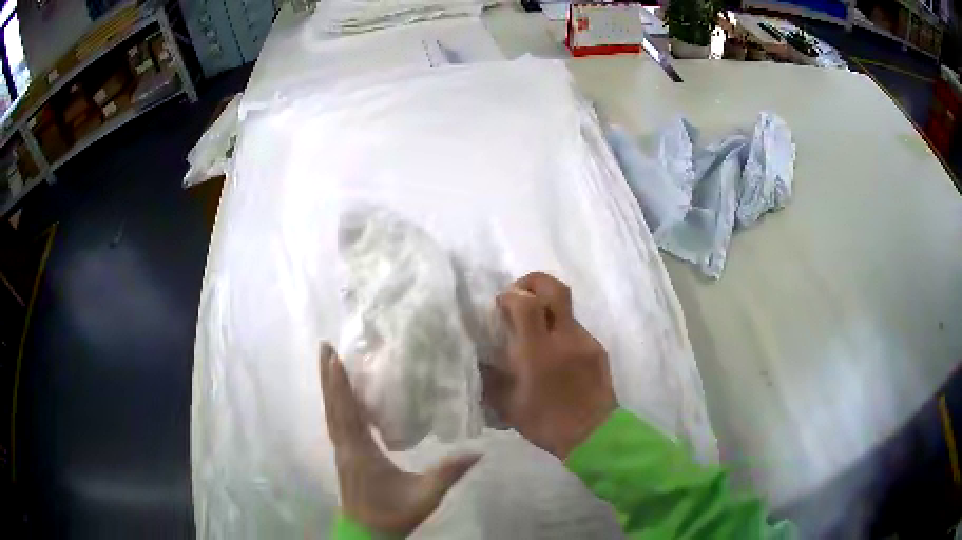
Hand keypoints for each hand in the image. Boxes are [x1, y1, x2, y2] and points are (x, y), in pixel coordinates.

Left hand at [320, 343, 480, 533]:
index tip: (334, 356)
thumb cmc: (394, 514)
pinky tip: (340, 397)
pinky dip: (335, 404)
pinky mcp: (344, 457)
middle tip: (324, 346)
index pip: (348, 411)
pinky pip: (336, 423)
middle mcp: (346, 447)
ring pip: (331, 414)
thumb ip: (449, 472)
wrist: (368, 534)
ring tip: (327, 363)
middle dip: (327, 376)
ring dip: (328, 387)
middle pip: (333, 406)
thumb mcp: (426, 495)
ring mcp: (342, 452)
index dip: (340, 384)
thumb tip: (478, 451)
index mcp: (361, 452)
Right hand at [486, 272, 616, 458]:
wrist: (594, 436)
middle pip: (555, 288)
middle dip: (533, 282)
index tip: (501, 304)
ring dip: (548, 312)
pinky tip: (555, 356)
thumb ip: (491, 378)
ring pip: (566, 309)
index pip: (526, 303)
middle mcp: (565, 337)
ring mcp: (585, 341)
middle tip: (520, 296)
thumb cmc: (546, 423)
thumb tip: (480, 359)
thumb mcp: (508, 405)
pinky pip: (576, 329)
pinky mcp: (598, 349)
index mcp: (539, 351)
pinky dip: (560, 332)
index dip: (511, 295)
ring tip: (536, 335)